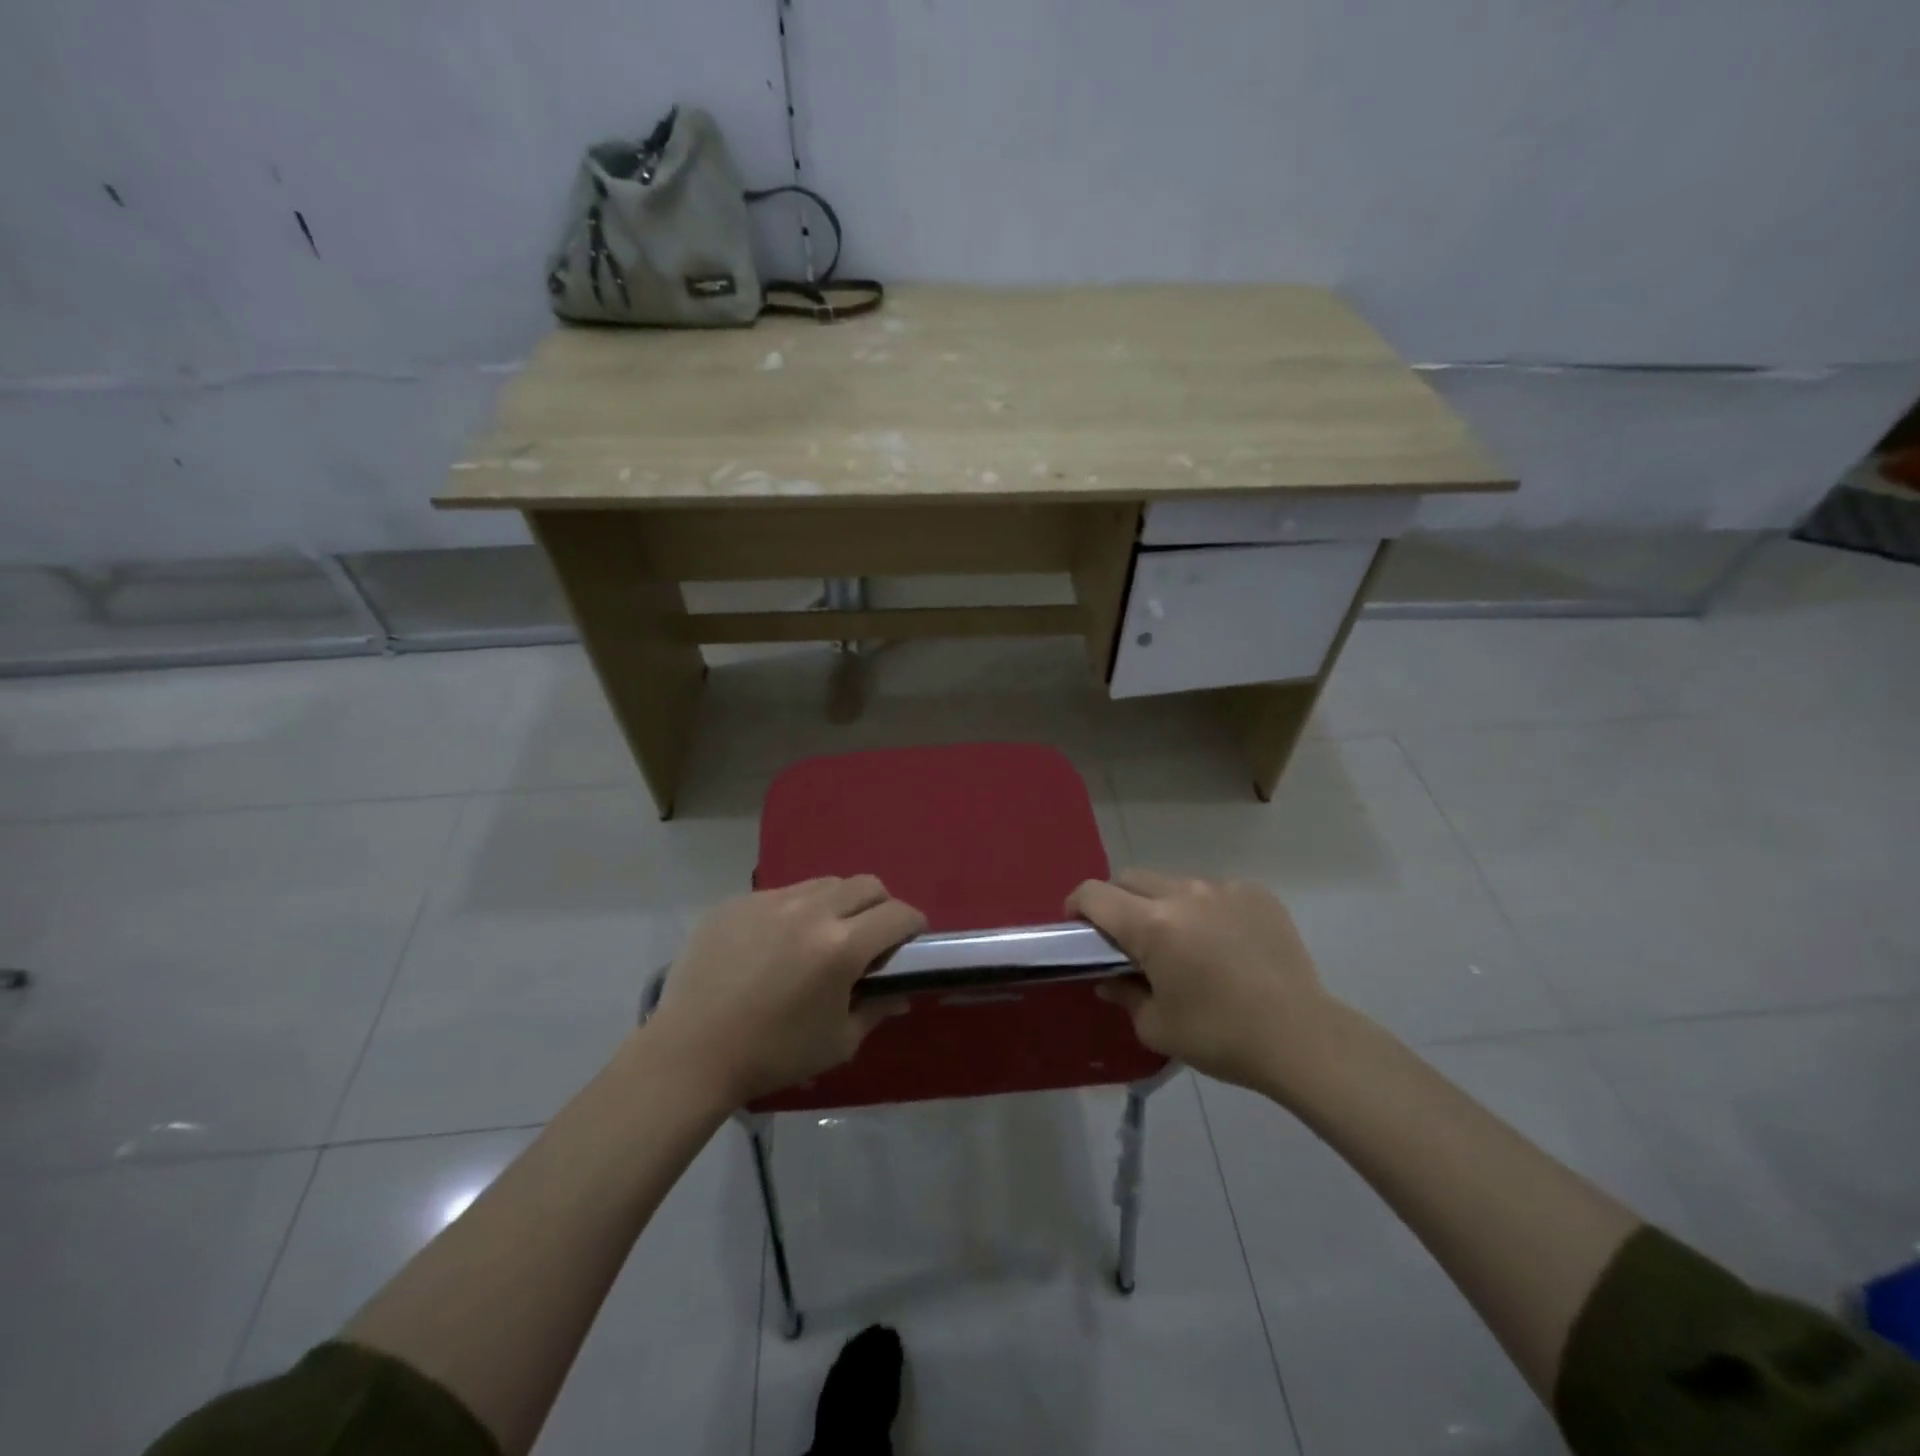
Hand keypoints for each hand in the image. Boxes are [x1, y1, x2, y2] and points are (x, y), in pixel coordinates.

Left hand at [649, 877, 925, 1105]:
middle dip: (881, 905)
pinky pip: (782, 894)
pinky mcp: (738, 902)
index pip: (898, 914)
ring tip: (823, 936)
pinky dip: (795, 911)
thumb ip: (877, 1010)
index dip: (913, 925)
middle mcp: (811, 910)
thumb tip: (900, 992)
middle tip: (871, 936)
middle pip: (866, 884)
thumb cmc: (772, 1055)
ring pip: (824, 883)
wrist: (690, 1053)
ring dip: (839, 903)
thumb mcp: (837, 1042)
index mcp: (841, 946)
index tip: (911, 940)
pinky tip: (777, 944)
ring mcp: (770, 900)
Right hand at [1067, 870, 1342, 1096]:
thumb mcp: (1157, 1027)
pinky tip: (1223, 945)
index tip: (1078, 927)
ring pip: (1174, 883)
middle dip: (1117, 901)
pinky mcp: (1256, 894)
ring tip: (1182, 943)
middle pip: (1130, 878)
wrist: (1302, 1038)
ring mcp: (1223, 889)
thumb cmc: (1220, 1036)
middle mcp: (1183, 893)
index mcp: (1151, 924)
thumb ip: (1124, 995)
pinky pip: (1214, 891)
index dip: (1076, 905)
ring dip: (1162, 905)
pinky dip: (1205, 910)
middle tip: (1126, 938)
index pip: (1094, 893)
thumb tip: (1110, 980)